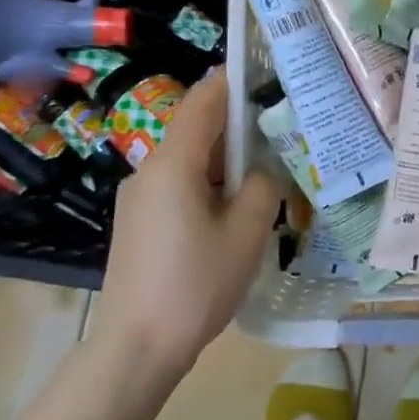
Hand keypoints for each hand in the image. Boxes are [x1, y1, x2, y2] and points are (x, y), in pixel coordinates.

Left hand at [93, 69, 283, 373]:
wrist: (135, 349)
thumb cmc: (195, 286)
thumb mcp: (246, 234)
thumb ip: (263, 188)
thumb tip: (264, 172)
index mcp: (174, 164)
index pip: (204, 101)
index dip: (233, 80)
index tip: (266, 70)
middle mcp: (150, 170)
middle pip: (197, 129)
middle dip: (239, 124)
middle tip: (283, 128)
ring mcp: (140, 197)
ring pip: (190, 160)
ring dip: (227, 159)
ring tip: (268, 169)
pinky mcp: (139, 221)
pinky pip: (179, 184)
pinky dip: (210, 182)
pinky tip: (236, 206)